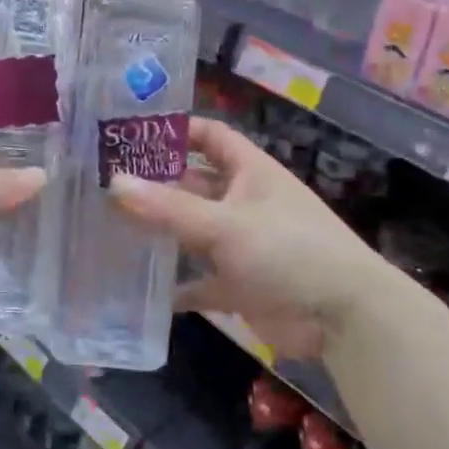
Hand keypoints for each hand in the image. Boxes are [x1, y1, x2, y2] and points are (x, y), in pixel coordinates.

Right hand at [108, 118, 392, 357]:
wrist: (344, 318)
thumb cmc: (288, 251)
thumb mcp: (224, 225)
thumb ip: (169, 207)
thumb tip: (114, 183)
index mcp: (250, 171)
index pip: (210, 136)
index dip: (175, 131)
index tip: (131, 134)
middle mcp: (244, 201)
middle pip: (194, 184)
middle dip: (156, 184)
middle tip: (104, 185)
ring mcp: (242, 244)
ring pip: (193, 231)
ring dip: (161, 232)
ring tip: (110, 229)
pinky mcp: (240, 284)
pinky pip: (201, 280)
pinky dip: (177, 284)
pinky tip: (141, 288)